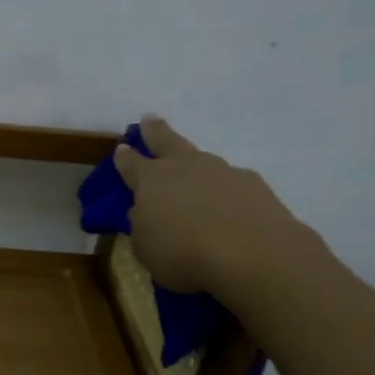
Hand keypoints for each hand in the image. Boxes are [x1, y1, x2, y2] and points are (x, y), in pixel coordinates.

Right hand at [114, 115, 323, 307]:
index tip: (121, 148)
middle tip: (149, 118)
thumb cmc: (184, 254)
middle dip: (155, 130)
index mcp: (152, 180)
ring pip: (203, 161)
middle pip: (167, 141)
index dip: (124, 157)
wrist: (252, 255)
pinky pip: (231, 183)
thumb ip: (142, 225)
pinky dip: (225, 191)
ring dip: (195, 165)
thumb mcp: (145, 247)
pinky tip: (228, 208)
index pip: (131, 163)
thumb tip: (145, 212)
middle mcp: (186, 167)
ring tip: (194, 179)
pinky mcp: (253, 184)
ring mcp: (222, 171)